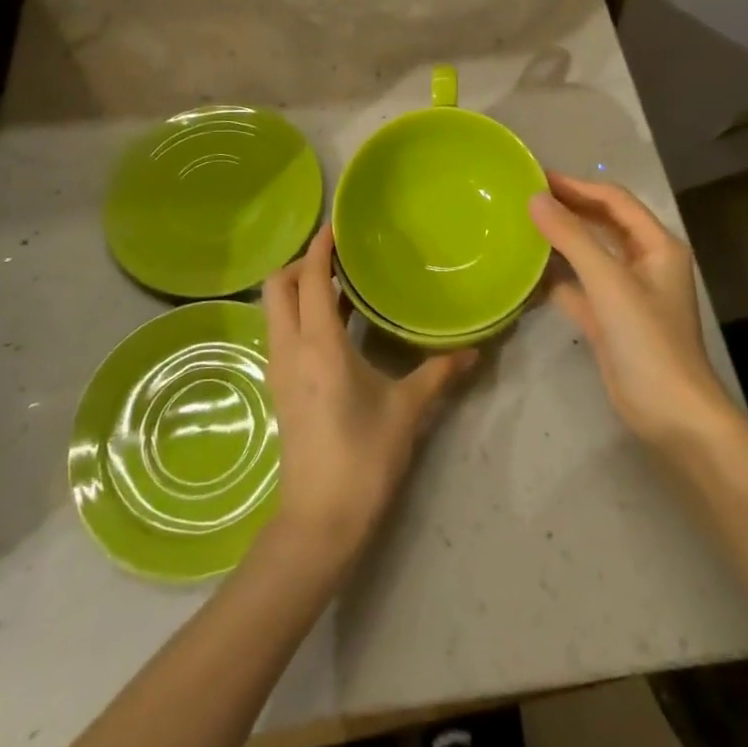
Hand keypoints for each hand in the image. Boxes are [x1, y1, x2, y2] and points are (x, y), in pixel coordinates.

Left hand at [260, 226, 476, 564]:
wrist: (319, 520)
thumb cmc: (363, 456)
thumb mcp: (406, 409)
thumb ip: (438, 373)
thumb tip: (473, 350)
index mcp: (318, 344)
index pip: (308, 278)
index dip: (318, 247)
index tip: (335, 225)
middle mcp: (289, 348)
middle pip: (276, 287)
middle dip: (299, 263)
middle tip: (336, 257)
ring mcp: (278, 369)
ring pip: (274, 310)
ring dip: (296, 289)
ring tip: (337, 284)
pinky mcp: (279, 388)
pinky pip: (281, 333)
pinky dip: (298, 314)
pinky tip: (332, 325)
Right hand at [528, 172, 733, 450]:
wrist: (671, 415)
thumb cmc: (648, 341)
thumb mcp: (609, 282)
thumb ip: (572, 238)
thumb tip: (535, 199)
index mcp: (657, 246)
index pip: (614, 201)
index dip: (577, 186)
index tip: (538, 177)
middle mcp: (645, 263)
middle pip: (603, 223)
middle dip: (568, 208)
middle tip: (525, 195)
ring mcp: (626, 292)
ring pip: (590, 254)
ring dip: (561, 239)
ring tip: (522, 224)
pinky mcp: (610, 319)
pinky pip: (580, 286)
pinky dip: (557, 276)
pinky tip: (527, 270)